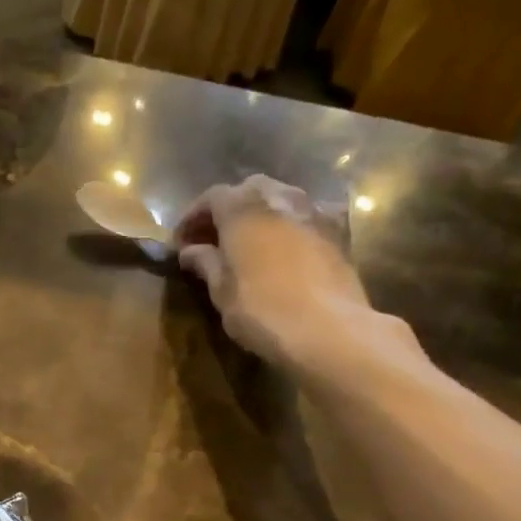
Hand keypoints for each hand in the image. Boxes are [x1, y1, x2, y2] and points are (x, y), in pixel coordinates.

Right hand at [175, 174, 371, 368]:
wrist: (328, 329)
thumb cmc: (262, 310)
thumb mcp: (221, 291)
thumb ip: (205, 263)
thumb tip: (190, 251)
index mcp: (243, 208)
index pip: (211, 197)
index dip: (193, 217)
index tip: (181, 243)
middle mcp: (279, 197)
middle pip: (248, 190)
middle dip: (228, 210)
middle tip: (214, 240)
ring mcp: (313, 210)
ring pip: (281, 199)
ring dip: (261, 215)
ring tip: (249, 243)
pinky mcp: (339, 231)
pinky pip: (307, 217)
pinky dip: (290, 226)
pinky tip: (286, 248)